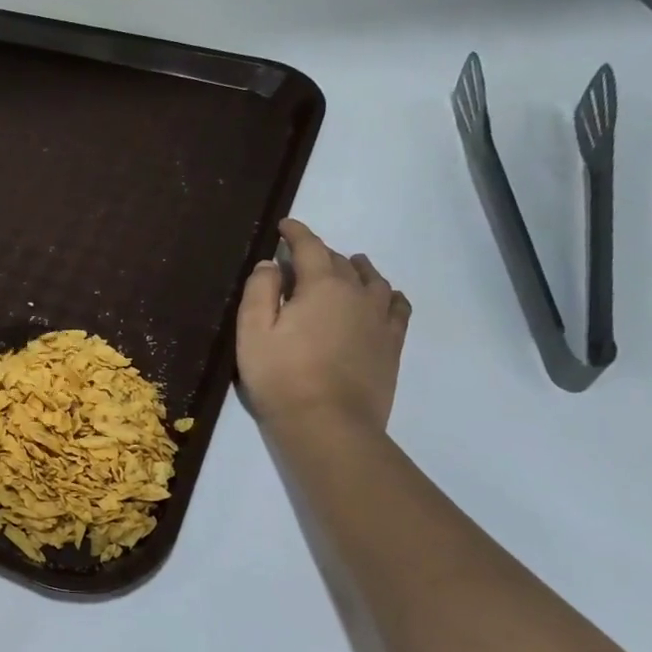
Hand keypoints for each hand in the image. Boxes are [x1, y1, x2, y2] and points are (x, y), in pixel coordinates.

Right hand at [236, 220, 410, 433]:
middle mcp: (358, 294)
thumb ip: (260, 291)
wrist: (328, 425)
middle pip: (341, 262)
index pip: (311, 247)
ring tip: (349, 266)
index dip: (296, 233)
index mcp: (322, 286)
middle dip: (320, 253)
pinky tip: (385, 297)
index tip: (284, 226)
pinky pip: (398, 308)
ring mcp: (380, 320)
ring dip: (358, 269)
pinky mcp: (392, 345)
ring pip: (375, 280)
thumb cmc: (281, 376)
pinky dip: (389, 295)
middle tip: (301, 259)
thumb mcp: (253, 331)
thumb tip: (270, 264)